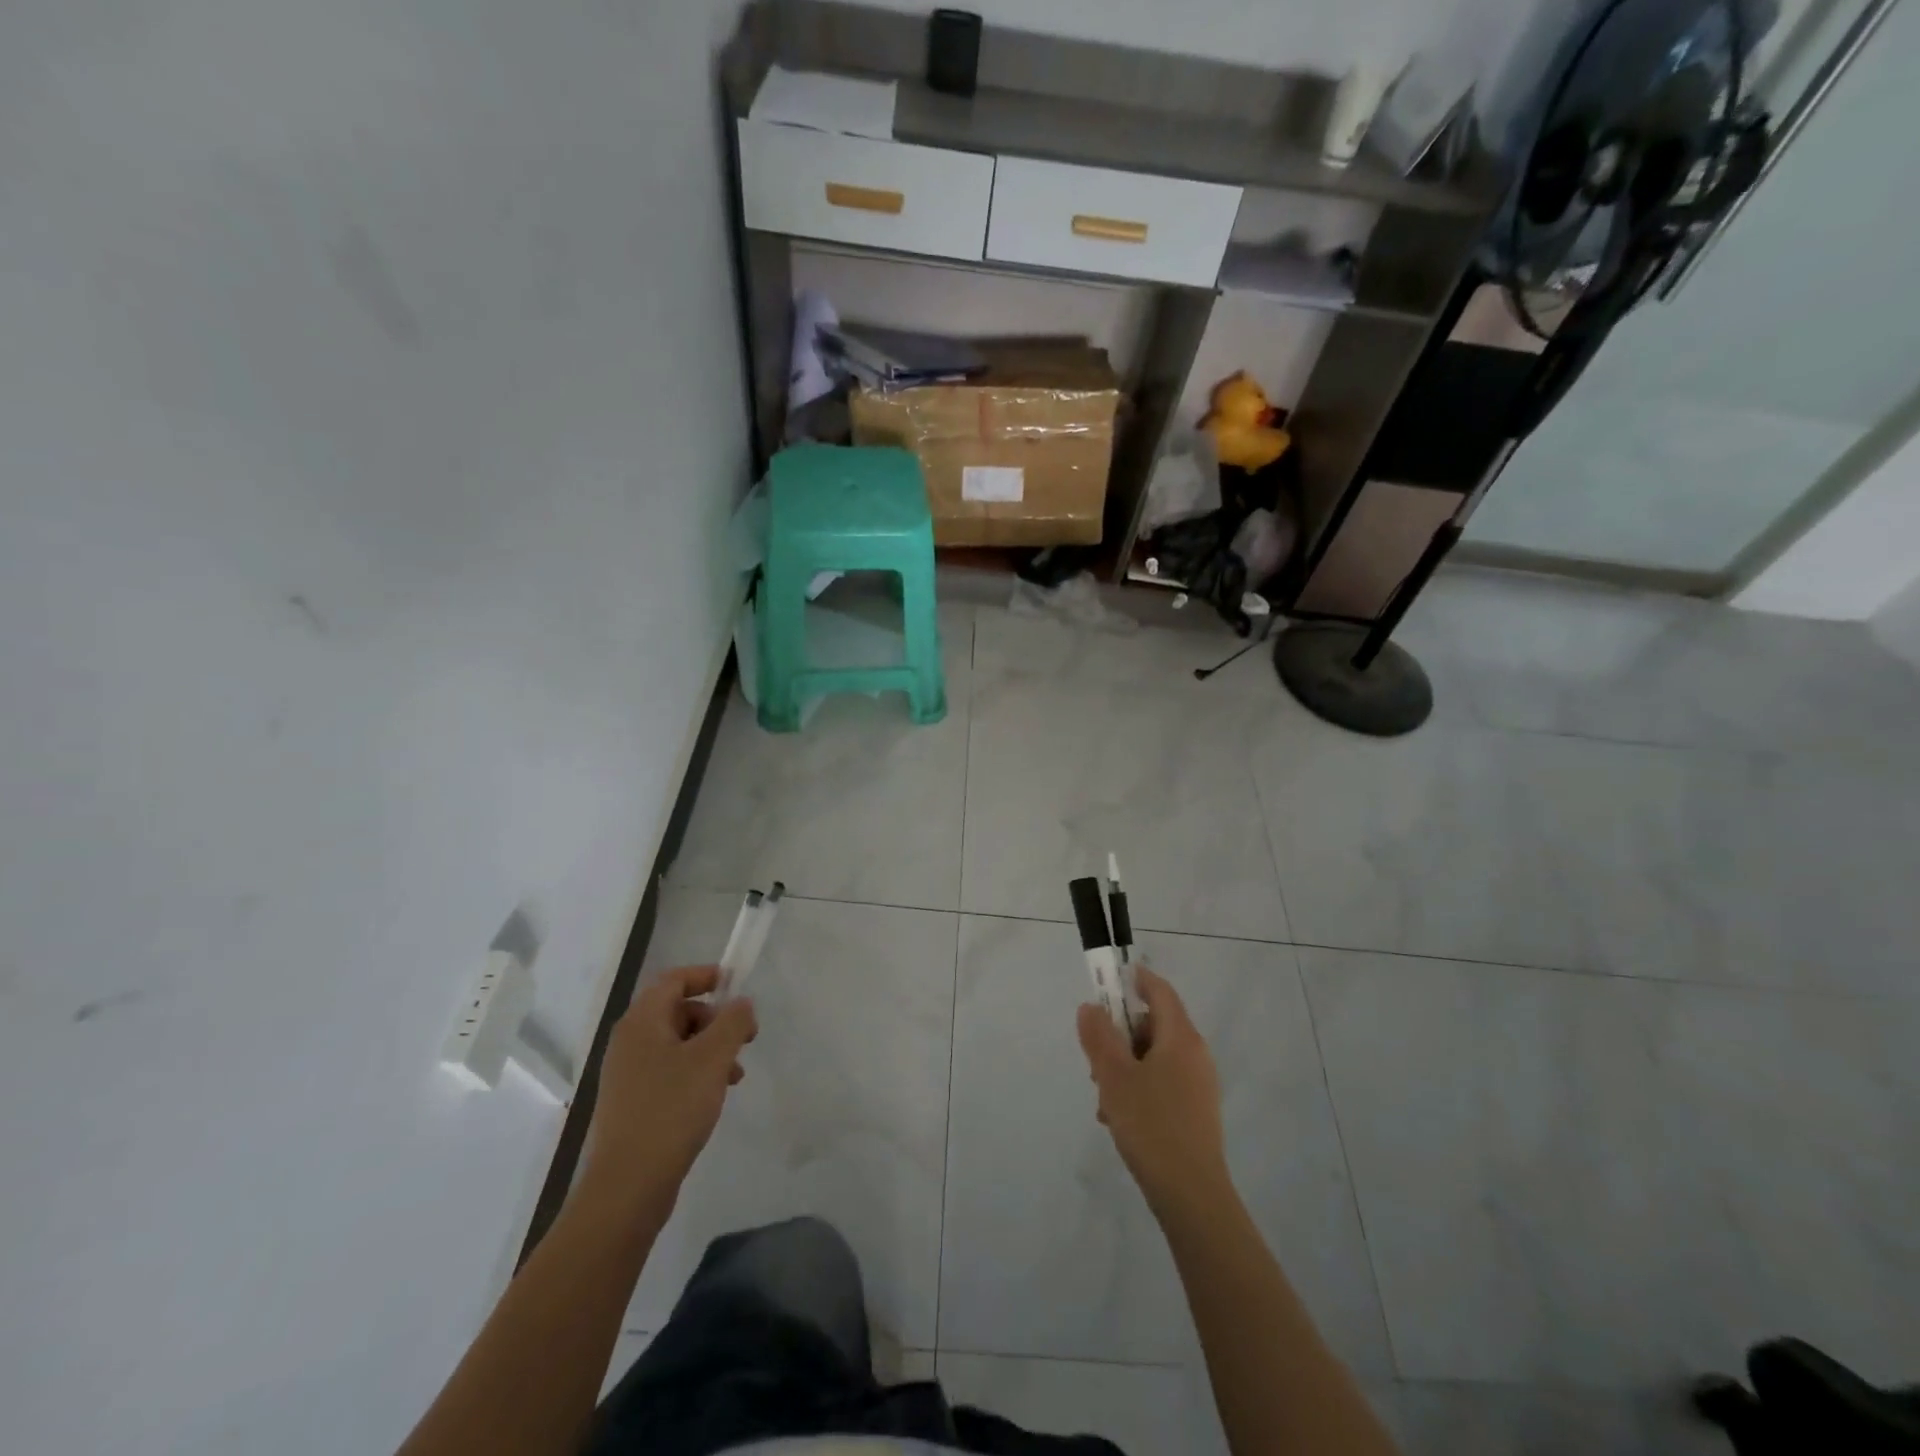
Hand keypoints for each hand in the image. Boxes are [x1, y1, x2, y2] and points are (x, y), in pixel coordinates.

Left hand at [580, 966, 756, 1218]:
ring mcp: (628, 1075)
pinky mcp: (633, 1103)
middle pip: (677, 1011)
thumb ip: (733, 1022)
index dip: (706, 976)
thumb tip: (742, 1003)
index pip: (674, 980)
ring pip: (677, 1044)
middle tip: (745, 1038)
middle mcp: (629, 1042)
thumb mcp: (713, 1058)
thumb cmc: (671, 1109)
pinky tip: (715, 1096)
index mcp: (641, 1022)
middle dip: (715, 1019)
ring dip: (710, 1049)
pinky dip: (696, 1072)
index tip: (737, 985)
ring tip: (735, 1074)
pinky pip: (670, 1071)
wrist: (628, 1187)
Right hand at [1077, 966, 1228, 1212]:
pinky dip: (1139, 1088)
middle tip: (1096, 1062)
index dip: (1134, 980)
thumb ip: (1098, 1036)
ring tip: (1104, 1099)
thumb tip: (1090, 1006)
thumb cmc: (1151, 1125)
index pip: (1159, 990)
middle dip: (1120, 1036)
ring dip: (1125, 1067)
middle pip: (1153, 1025)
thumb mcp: (1113, 1076)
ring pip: (1154, 1057)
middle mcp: (1195, 1054)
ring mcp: (1199, 1084)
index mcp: (1181, 1037)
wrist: (1192, 1196)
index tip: (1107, 982)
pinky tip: (1119, 1118)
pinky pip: (1162, 1082)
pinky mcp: (1196, 1111)